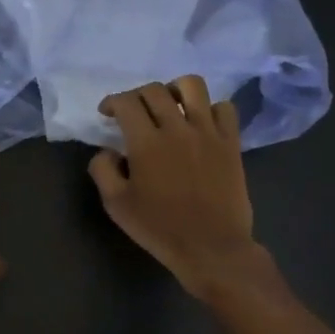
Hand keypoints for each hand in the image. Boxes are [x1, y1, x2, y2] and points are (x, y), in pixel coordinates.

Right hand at [88, 76, 266, 297]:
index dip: (112, 102)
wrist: (211, 247)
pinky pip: (224, 108)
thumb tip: (107, 150)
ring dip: (175, 89)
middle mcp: (177, 128)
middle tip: (133, 112)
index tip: (107, 113)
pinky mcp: (231, 142)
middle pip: (155, 90)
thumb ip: (103, 170)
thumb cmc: (159, 228)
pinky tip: (200, 123)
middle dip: (137, 95)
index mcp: (146, 143)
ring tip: (170, 105)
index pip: (126, 102)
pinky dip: (209, 108)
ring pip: (193, 86)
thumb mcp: (116, 205)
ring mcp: (208, 132)